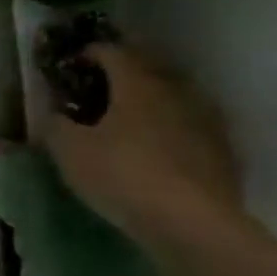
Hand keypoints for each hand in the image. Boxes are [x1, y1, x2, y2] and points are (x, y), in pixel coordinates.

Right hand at [43, 42, 244, 248]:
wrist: (193, 223)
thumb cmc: (121, 175)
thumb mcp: (69, 150)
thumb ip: (55, 123)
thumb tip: (53, 111)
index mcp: (138, 84)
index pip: (113, 52)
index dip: (90, 53)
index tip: (71, 64)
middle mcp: (176, 92)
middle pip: (150, 67)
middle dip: (124, 71)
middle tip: (99, 86)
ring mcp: (206, 120)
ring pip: (175, 94)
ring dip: (151, 98)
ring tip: (128, 116)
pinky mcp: (223, 149)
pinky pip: (191, 123)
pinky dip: (171, 124)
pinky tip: (157, 144)